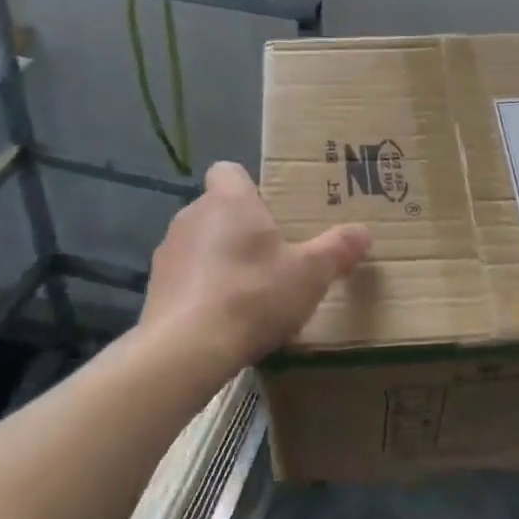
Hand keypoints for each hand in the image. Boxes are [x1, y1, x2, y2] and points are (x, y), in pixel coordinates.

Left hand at [141, 161, 371, 368]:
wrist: (186, 348)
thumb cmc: (253, 295)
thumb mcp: (310, 274)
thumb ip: (338, 249)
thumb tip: (363, 232)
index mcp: (229, 200)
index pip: (228, 170)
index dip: (248, 186)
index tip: (270, 211)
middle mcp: (192, 215)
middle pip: (218, 208)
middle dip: (242, 227)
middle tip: (273, 257)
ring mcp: (168, 251)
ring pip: (200, 242)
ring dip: (220, 259)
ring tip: (248, 293)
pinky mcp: (155, 287)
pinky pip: (186, 276)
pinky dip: (202, 289)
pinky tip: (222, 318)